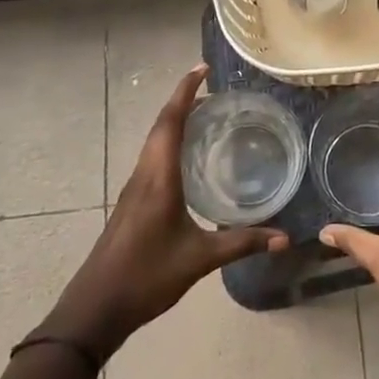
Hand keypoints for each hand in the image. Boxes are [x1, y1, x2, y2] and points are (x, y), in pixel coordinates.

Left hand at [36, 65, 288, 359]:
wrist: (95, 309)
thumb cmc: (145, 276)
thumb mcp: (199, 259)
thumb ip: (242, 243)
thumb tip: (284, 237)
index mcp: (158, 177)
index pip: (171, 121)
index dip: (185, 91)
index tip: (203, 68)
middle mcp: (144, 174)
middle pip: (161, 125)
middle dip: (183, 100)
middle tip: (212, 88)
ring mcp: (135, 188)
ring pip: (155, 141)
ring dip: (175, 121)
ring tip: (204, 114)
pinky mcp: (133, 202)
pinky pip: (153, 157)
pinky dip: (170, 142)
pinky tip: (187, 157)